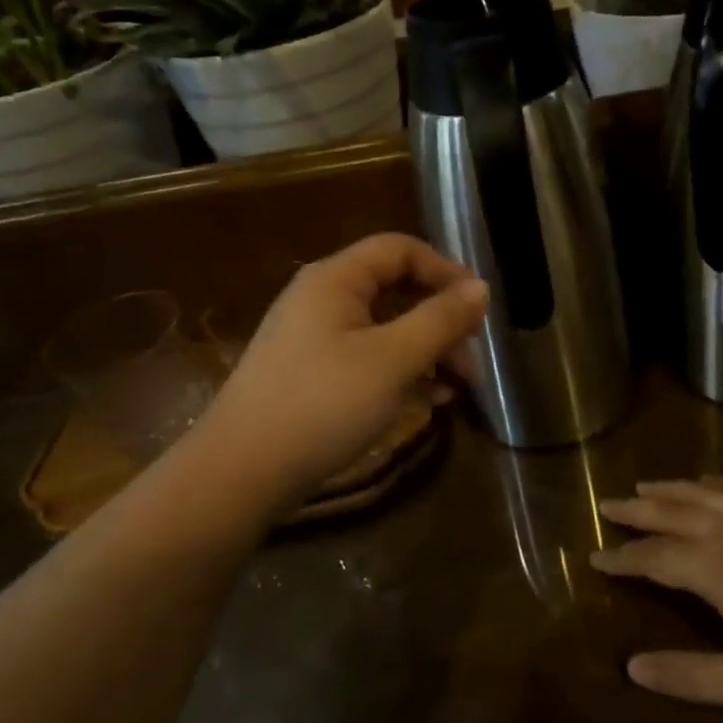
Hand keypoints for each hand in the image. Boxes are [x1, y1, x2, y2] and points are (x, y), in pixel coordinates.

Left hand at [197, 234, 486, 504]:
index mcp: (335, 279)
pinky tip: (426, 402)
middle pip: (395, 290)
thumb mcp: (393, 359)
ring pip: (385, 329)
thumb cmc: (322, 404)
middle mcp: (322, 299)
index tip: (479, 308)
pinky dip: (401, 373)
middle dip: (440, 320)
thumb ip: (440, 320)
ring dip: (426, 351)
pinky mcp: (312, 375)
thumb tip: (481, 288)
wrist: (241, 473)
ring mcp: (314, 339)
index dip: (444, 270)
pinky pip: (367, 359)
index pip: (400, 249)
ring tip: (457, 388)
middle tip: (471, 358)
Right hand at [590, 478, 722, 717]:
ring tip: (644, 484)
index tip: (595, 556)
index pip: (656, 559)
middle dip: (636, 511)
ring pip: (704, 495)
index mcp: (717, 570)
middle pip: (673, 514)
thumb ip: (690, 675)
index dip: (623, 559)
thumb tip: (632, 668)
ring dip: (670, 489)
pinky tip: (708, 482)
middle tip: (606, 503)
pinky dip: (716, 483)